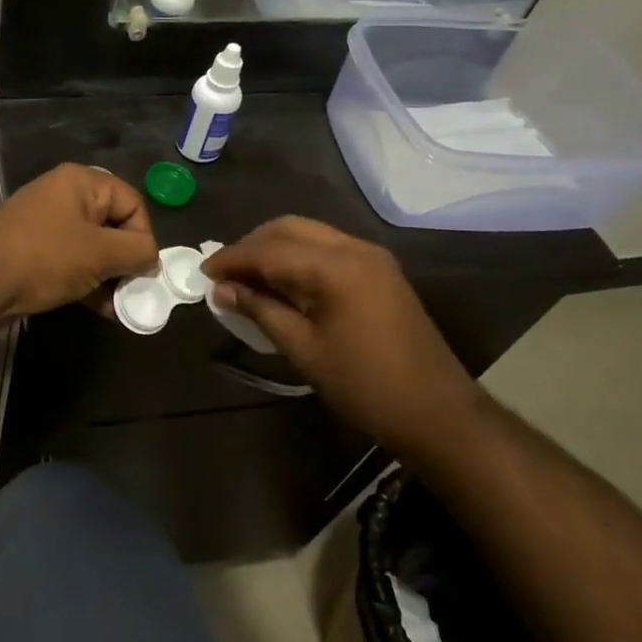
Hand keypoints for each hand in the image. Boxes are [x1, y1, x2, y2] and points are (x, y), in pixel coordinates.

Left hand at [0, 164, 158, 331]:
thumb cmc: (44, 257)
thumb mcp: (99, 253)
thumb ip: (136, 252)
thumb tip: (152, 259)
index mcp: (81, 183)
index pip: (132, 203)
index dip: (144, 236)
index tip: (143, 270)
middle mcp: (65, 196)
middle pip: (113, 226)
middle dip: (126, 261)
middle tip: (133, 292)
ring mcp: (47, 225)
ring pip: (93, 248)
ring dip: (109, 277)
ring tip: (117, 307)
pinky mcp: (34, 252)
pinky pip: (72, 263)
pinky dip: (87, 283)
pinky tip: (98, 309)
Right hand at [204, 217, 482, 457]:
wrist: (438, 413)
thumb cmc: (365, 386)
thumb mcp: (304, 349)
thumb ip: (260, 310)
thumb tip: (221, 289)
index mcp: (336, 266)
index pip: (270, 249)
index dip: (233, 258)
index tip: (203, 271)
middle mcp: (355, 248)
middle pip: (289, 228)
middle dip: (252, 245)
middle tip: (224, 273)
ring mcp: (371, 257)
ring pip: (309, 234)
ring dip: (274, 248)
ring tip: (247, 277)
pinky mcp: (379, 271)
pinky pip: (327, 248)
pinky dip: (297, 256)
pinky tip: (281, 281)